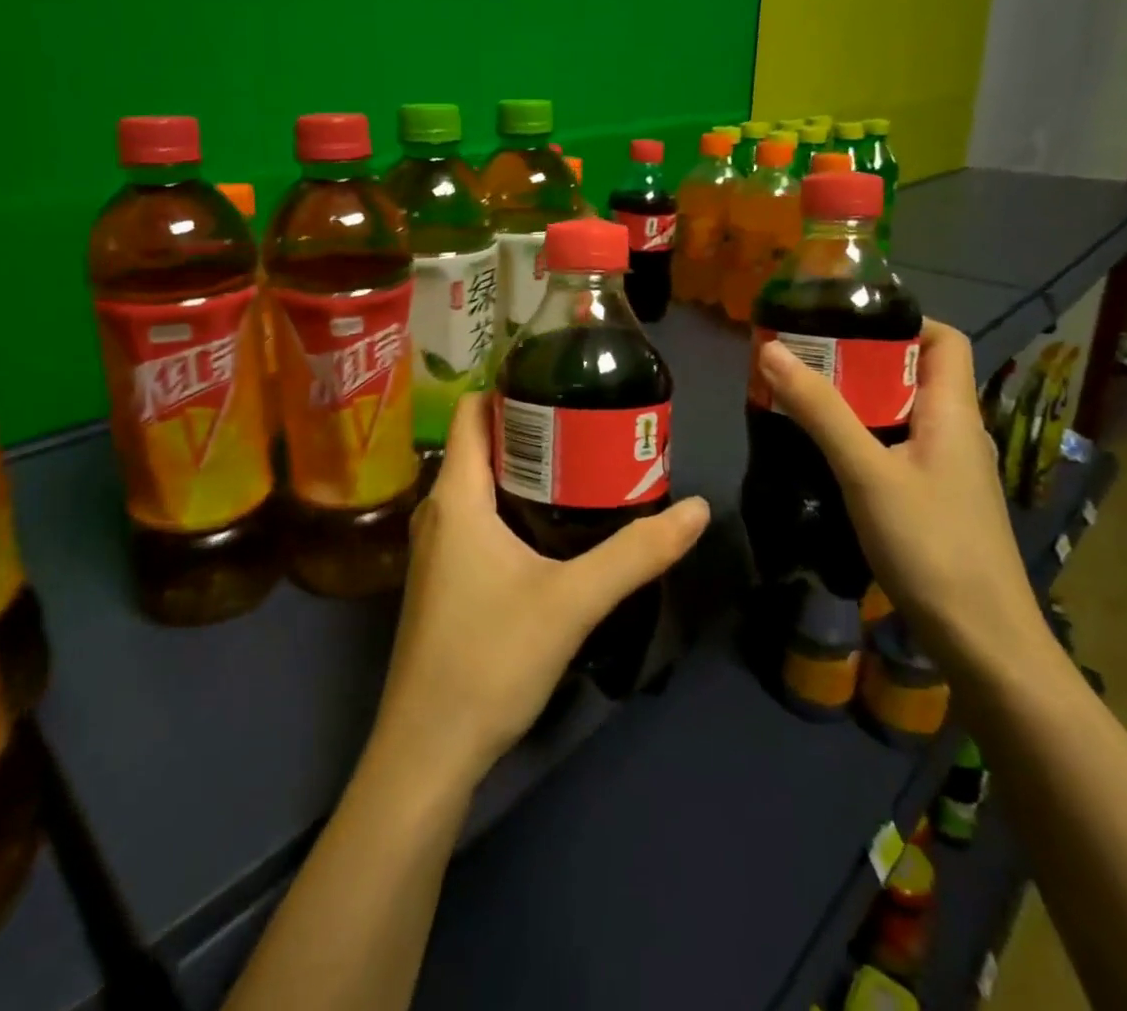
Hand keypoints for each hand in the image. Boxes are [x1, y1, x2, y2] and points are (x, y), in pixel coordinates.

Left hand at [370, 392, 709, 790]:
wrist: (428, 747)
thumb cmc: (490, 659)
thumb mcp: (573, 601)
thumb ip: (637, 554)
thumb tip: (697, 509)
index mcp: (456, 495)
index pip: (474, 412)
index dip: (511, 387)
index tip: (562, 378)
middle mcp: (437, 510)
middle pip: (481, 445)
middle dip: (532, 428)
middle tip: (590, 422)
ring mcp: (436, 547)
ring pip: (480, 485)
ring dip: (524, 469)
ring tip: (582, 463)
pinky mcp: (444, 579)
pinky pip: (477, 517)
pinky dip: (512, 504)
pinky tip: (552, 524)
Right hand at [756, 320, 1048, 669]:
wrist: (983, 640)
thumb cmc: (930, 545)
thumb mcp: (866, 472)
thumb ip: (820, 411)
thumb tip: (772, 350)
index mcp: (953, 413)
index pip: (943, 340)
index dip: (901, 320)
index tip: (842, 321)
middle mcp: (957, 433)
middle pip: (913, 375)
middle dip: (859, 361)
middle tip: (802, 360)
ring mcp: (949, 470)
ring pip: (901, 414)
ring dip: (856, 401)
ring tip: (803, 400)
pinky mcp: (935, 500)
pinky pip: (898, 448)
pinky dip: (863, 438)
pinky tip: (827, 456)